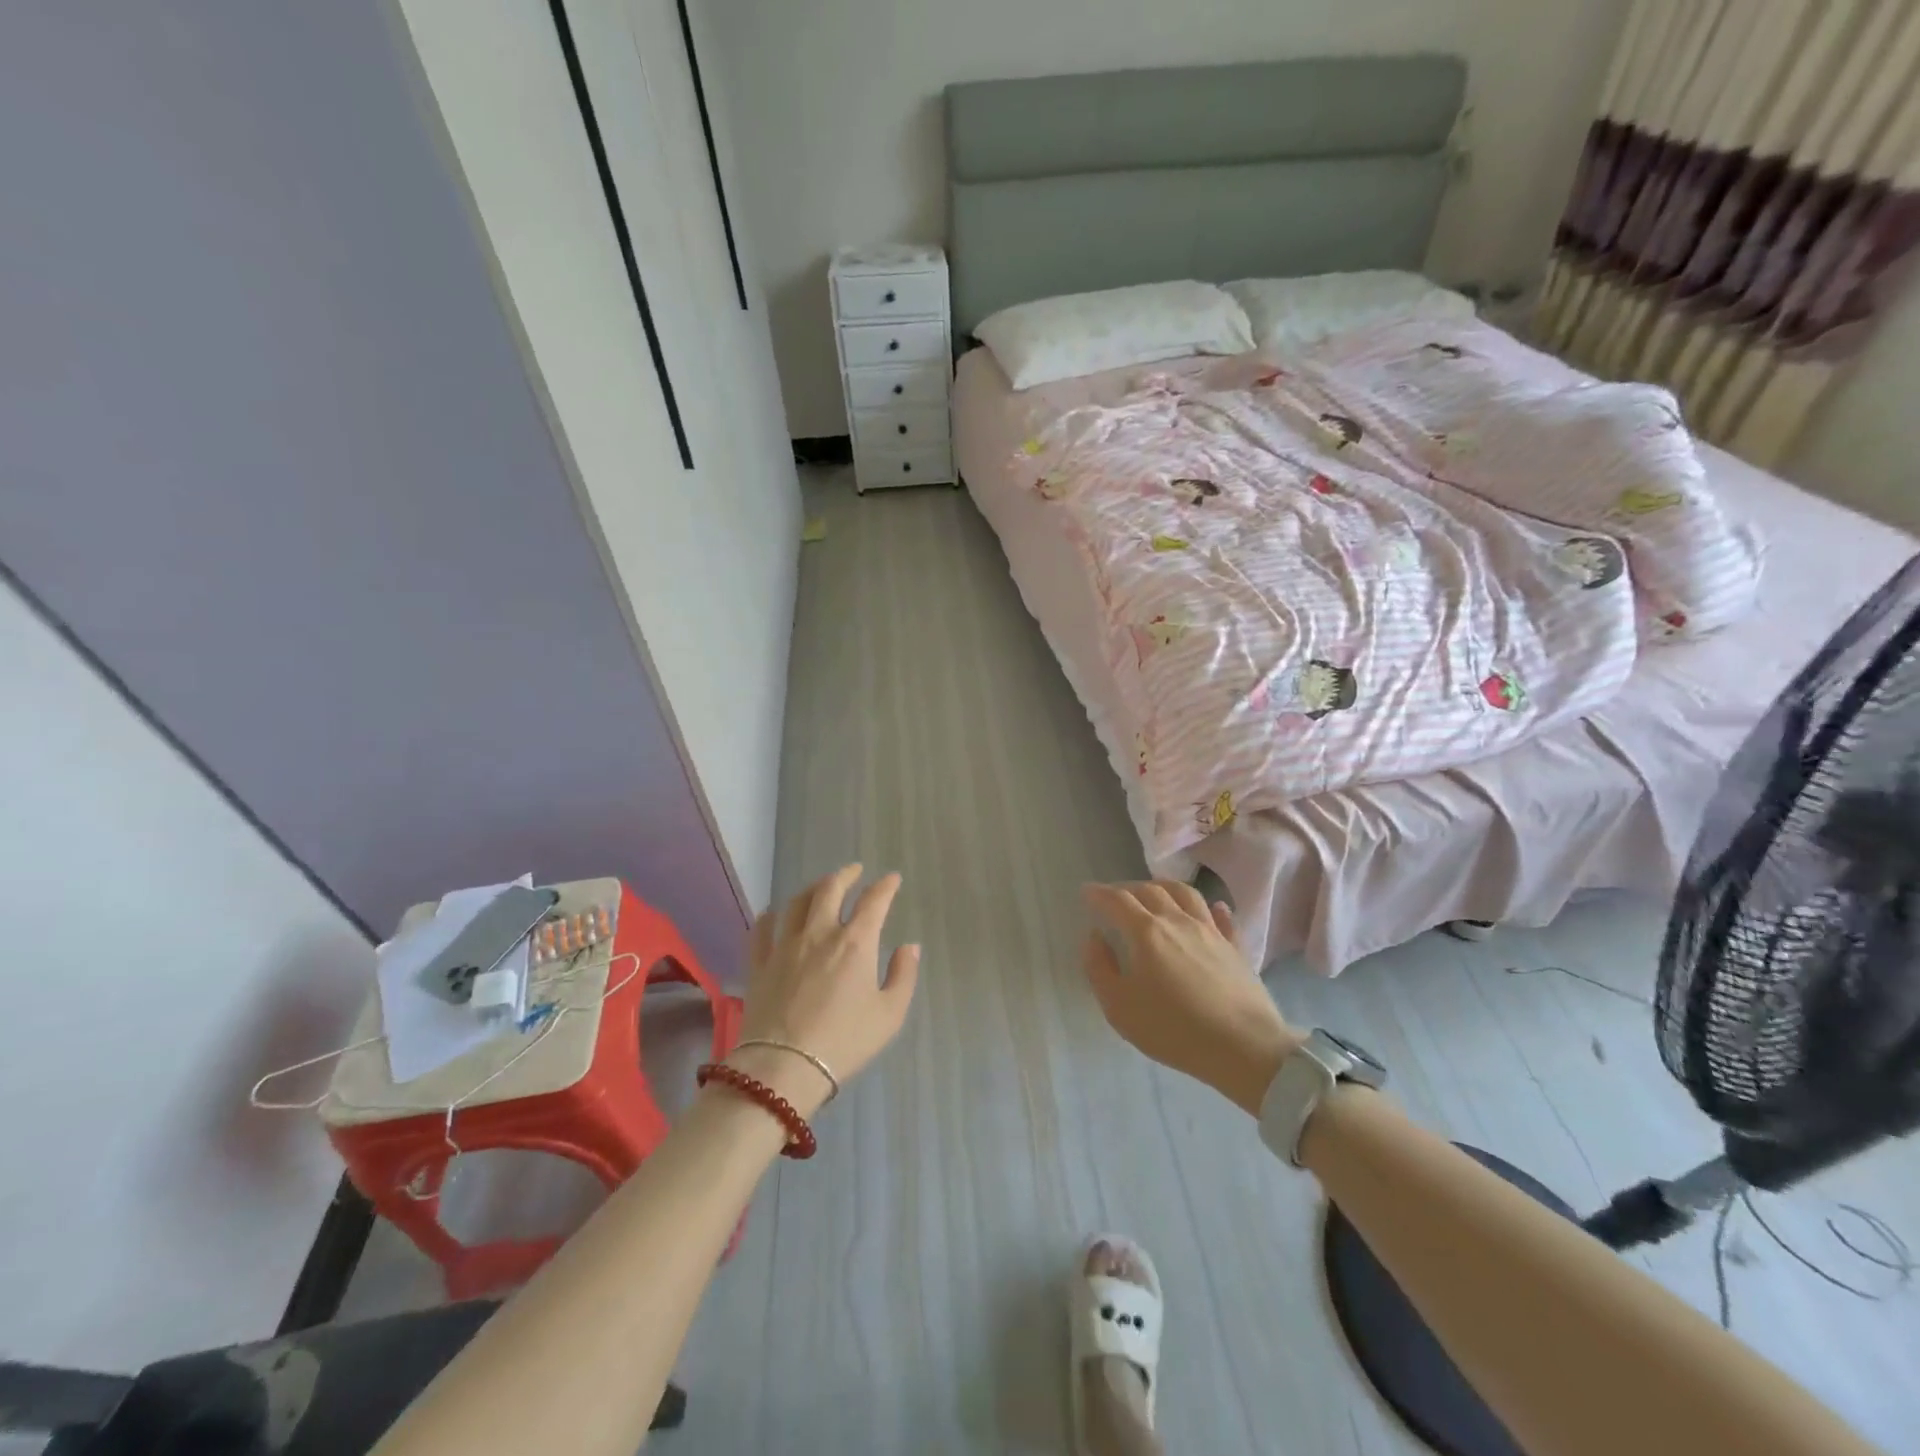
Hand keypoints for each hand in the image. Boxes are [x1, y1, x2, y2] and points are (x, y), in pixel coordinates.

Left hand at [728, 864, 919, 1117]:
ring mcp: (785, 946)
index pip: (873, 901)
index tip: (892, 879)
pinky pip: (762, 929)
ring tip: (821, 886)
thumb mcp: (889, 1015)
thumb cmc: (845, 1042)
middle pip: (830, 889)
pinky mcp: (760, 964)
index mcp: (855, 943)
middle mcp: (820, 934)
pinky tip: (774, 913)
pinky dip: (770, 916)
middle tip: (855, 870)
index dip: (885, 886)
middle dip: (846, 874)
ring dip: (812, 888)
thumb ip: (904, 976)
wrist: (784, 1067)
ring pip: (797, 902)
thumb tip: (909, 947)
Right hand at [1082, 881, 1301, 1114]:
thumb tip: (1094, 938)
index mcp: (1146, 932)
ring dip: (1164, 887)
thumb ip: (1099, 968)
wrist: (1243, 1047)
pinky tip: (1211, 907)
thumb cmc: (1173, 1029)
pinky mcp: (1235, 947)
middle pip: (1150, 890)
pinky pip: (1222, 917)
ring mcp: (1210, 931)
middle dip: (1127, 888)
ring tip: (1155, 892)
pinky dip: (1211, 907)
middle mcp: (1177, 921)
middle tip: (1114, 896)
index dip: (1098, 893)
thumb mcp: (1119, 1007)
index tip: (1086, 892)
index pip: (1117, 900)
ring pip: (1185, 893)